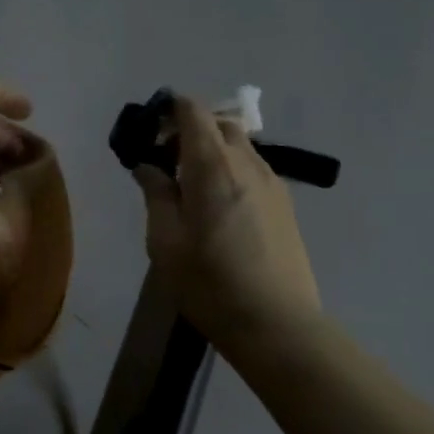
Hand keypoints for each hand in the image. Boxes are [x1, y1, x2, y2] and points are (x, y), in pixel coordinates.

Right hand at [133, 97, 320, 347]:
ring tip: (190, 187)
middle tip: (165, 162)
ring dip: (212, 152)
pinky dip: (231, 170)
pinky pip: (253, 169)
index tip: (148, 132)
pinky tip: (218, 207)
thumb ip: (156, 194)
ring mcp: (272, 183)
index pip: (193, 111)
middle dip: (189, 130)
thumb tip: (148, 165)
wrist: (276, 323)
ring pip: (240, 147)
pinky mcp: (285, 205)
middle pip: (219, 124)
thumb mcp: (165, 241)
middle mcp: (247, 163)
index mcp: (213, 165)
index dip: (168, 110)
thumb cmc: (209, 283)